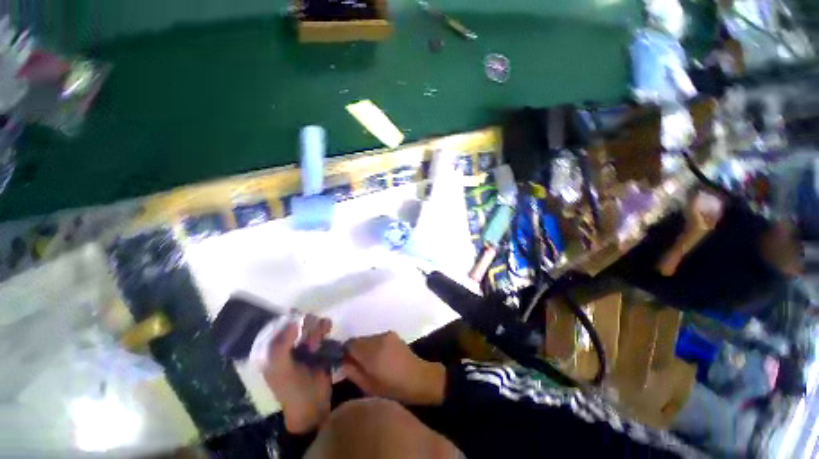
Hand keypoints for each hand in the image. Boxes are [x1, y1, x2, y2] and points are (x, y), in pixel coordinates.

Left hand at [263, 315, 332, 433]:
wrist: (313, 405)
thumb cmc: (293, 391)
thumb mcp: (282, 371)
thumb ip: (281, 347)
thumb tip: (293, 322)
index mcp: (273, 349)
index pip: (281, 324)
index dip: (291, 322)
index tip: (300, 328)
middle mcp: (288, 343)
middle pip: (298, 322)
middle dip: (307, 327)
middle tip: (311, 342)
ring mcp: (304, 343)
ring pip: (311, 323)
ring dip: (317, 327)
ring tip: (319, 342)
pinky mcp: (320, 344)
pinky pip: (323, 328)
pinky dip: (326, 327)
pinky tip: (328, 331)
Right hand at [343, 331, 445, 405]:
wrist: (418, 378)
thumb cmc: (392, 388)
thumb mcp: (368, 386)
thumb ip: (352, 372)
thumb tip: (343, 361)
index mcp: (371, 352)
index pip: (350, 343)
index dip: (345, 352)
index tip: (346, 362)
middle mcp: (378, 339)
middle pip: (359, 340)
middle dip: (356, 350)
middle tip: (358, 365)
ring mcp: (387, 335)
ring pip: (368, 339)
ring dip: (366, 348)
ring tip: (371, 363)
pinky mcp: (393, 334)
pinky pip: (377, 338)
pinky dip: (375, 346)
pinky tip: (381, 357)